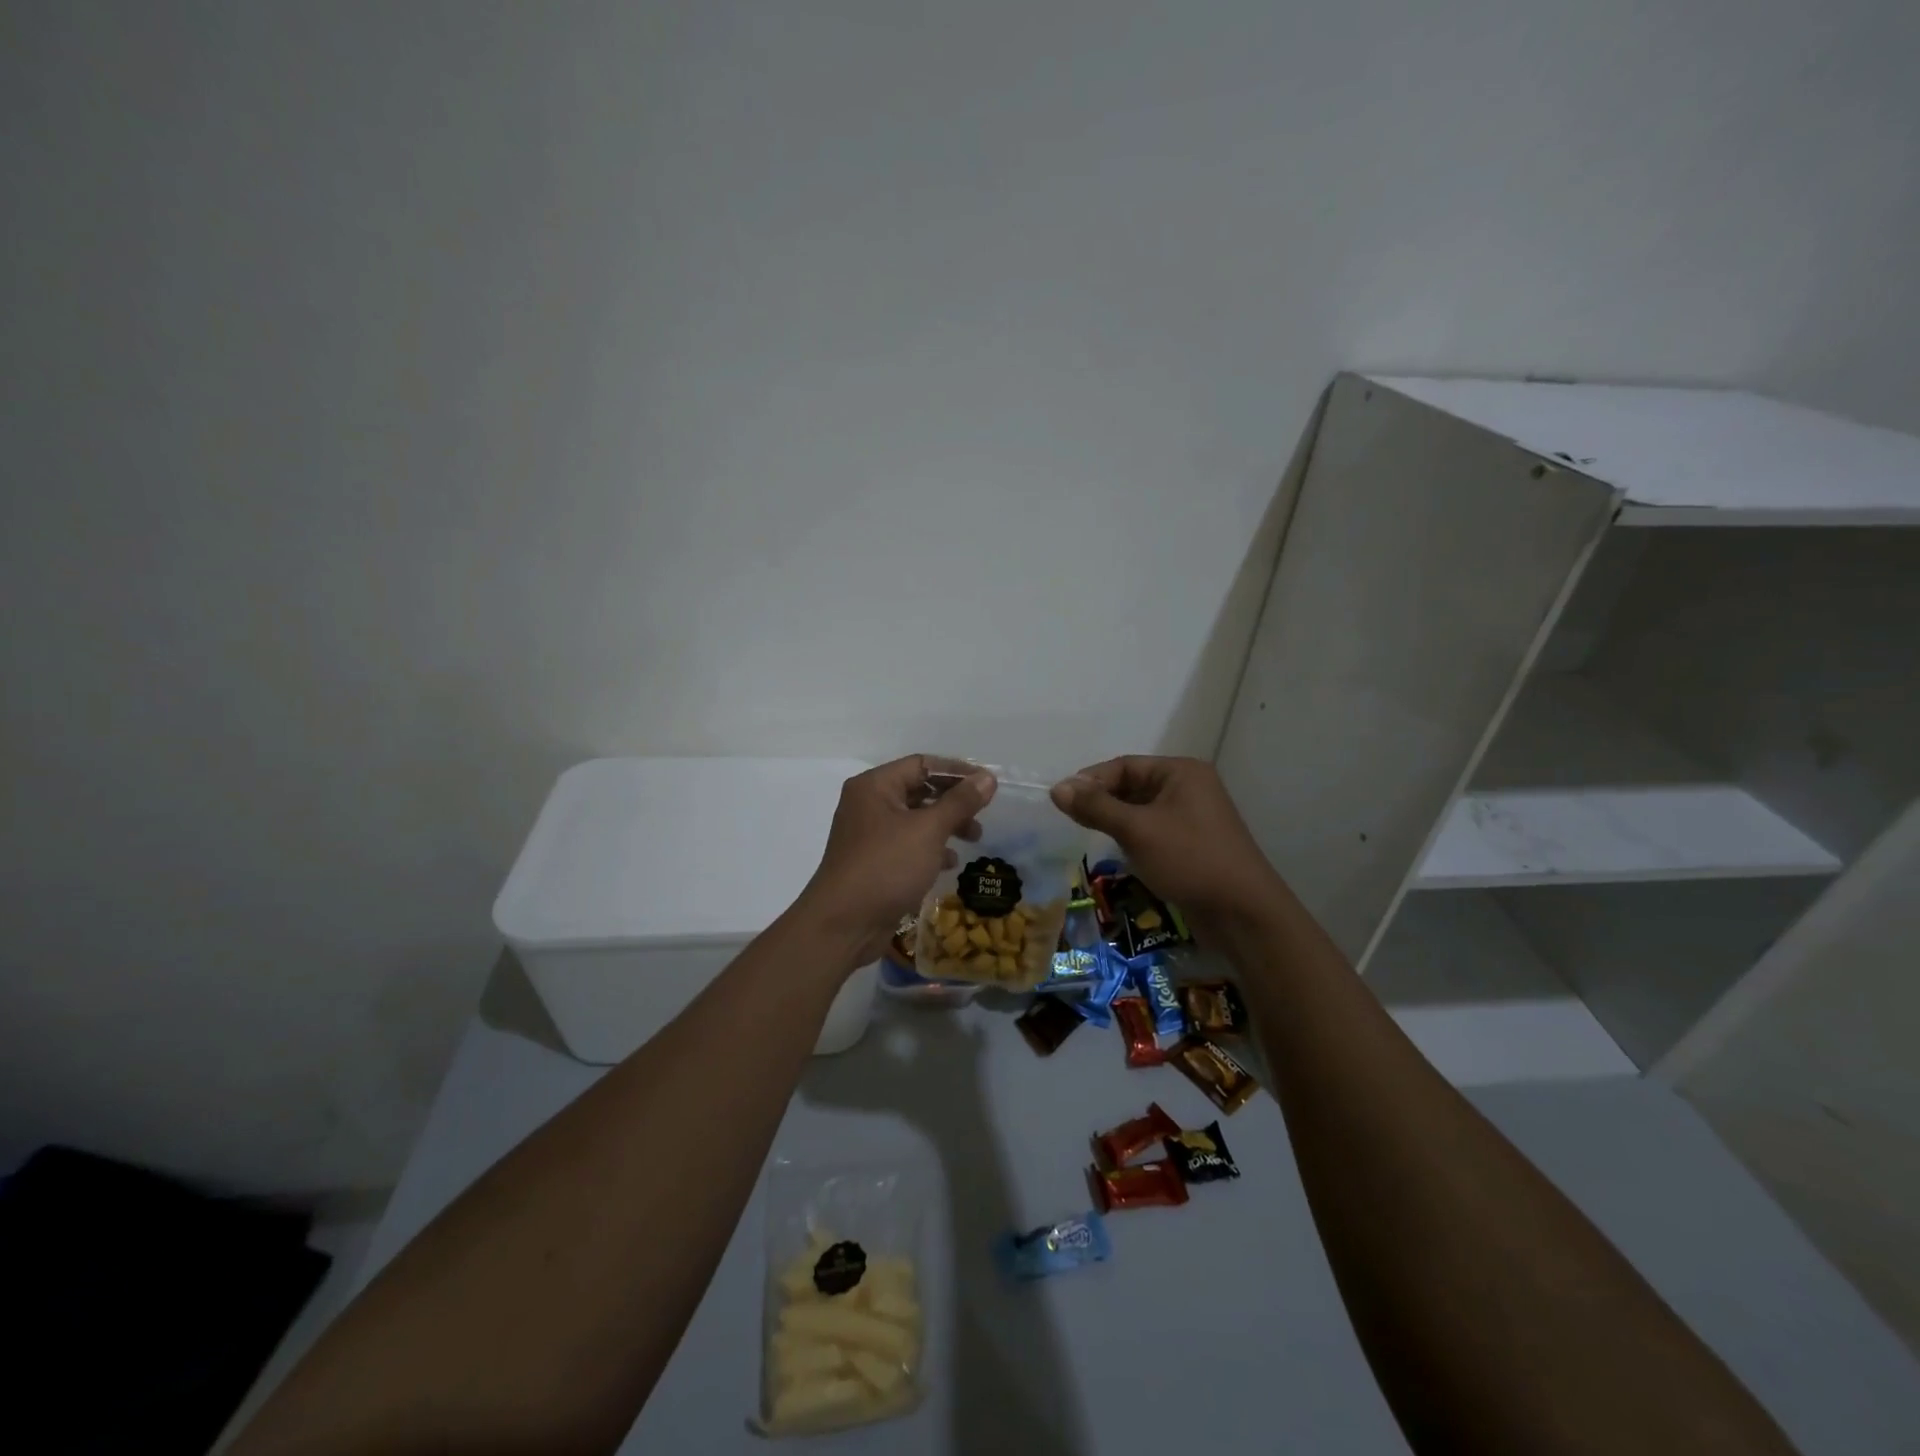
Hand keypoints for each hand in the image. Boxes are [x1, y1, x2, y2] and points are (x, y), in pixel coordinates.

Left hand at [797, 755, 996, 967]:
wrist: (843, 924)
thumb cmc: (886, 866)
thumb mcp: (928, 830)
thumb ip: (960, 802)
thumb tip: (987, 778)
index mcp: (875, 786)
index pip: (921, 764)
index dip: (957, 771)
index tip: (987, 784)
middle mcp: (869, 804)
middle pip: (919, 790)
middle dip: (953, 801)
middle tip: (982, 816)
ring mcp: (869, 835)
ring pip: (916, 820)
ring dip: (946, 826)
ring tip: (974, 838)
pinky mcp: (874, 862)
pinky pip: (907, 845)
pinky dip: (930, 849)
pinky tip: (949, 863)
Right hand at [1050, 756, 1276, 916]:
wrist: (1243, 913)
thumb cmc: (1189, 860)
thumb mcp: (1137, 830)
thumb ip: (1096, 807)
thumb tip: (1057, 788)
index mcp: (1181, 772)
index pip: (1125, 765)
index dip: (1091, 780)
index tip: (1062, 801)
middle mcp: (1189, 787)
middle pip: (1133, 785)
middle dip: (1102, 801)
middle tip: (1071, 820)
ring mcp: (1193, 817)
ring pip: (1142, 810)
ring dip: (1116, 820)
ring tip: (1089, 835)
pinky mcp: (1193, 844)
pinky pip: (1154, 830)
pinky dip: (1133, 837)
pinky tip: (1119, 852)